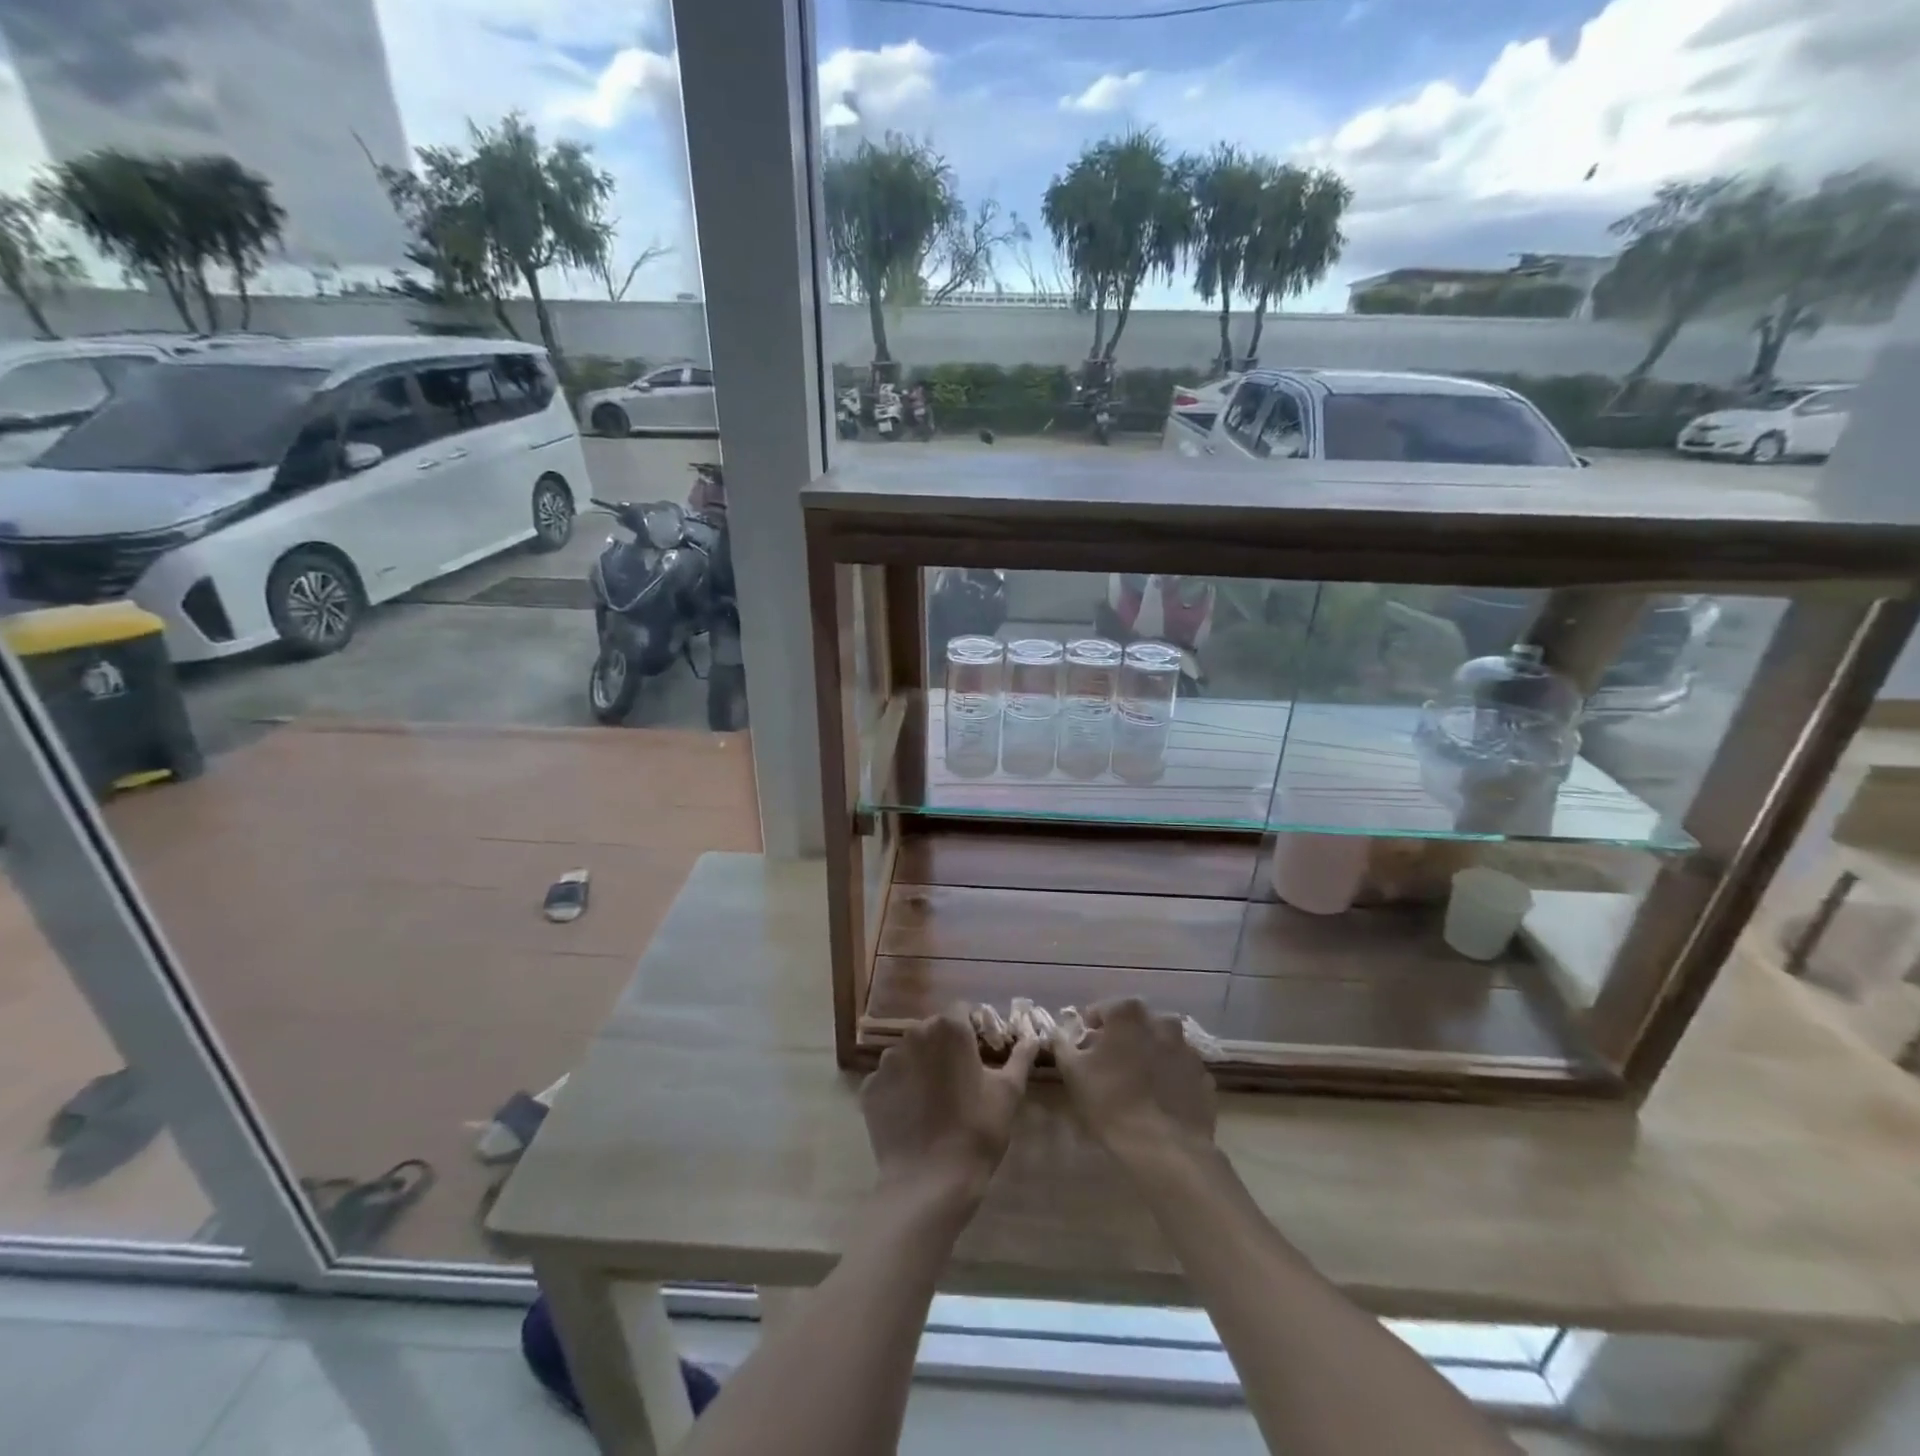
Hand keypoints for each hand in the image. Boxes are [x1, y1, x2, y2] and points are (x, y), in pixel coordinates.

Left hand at [861, 1005, 1039, 1206]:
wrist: (929, 1182)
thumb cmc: (976, 1131)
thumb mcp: (1008, 1093)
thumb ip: (1020, 1058)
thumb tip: (1032, 1038)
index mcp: (949, 1029)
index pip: (961, 1011)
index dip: (972, 1028)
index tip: (980, 1053)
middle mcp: (914, 1035)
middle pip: (933, 1030)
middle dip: (945, 1048)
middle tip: (960, 1080)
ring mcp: (887, 1061)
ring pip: (909, 1053)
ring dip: (920, 1066)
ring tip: (933, 1101)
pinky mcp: (870, 1087)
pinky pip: (889, 1080)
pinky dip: (900, 1090)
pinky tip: (912, 1116)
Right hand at [1053, 998, 1216, 1158]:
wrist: (1165, 1149)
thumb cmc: (1111, 1102)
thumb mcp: (1072, 1072)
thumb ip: (1063, 1044)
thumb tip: (1062, 1032)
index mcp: (1128, 1013)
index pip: (1102, 1010)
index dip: (1089, 1030)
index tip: (1083, 1051)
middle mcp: (1162, 1021)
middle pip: (1135, 1025)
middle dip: (1122, 1039)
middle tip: (1109, 1067)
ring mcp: (1187, 1049)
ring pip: (1161, 1045)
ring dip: (1149, 1056)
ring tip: (1137, 1085)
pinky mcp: (1204, 1078)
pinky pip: (1180, 1070)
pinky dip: (1170, 1078)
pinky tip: (1160, 1101)